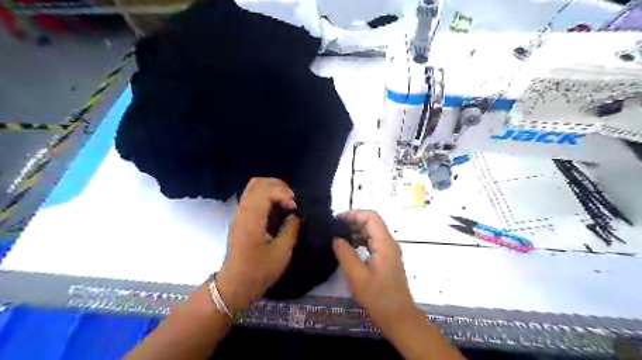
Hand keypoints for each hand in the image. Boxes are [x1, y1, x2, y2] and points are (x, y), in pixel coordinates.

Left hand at [217, 179, 299, 313]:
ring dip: (272, 189)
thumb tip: (296, 215)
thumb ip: (291, 229)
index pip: (265, 190)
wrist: (235, 284)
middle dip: (279, 186)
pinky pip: (252, 196)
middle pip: (258, 183)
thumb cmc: (259, 271)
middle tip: (292, 201)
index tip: (294, 208)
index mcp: (252, 219)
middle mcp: (243, 211)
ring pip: (253, 187)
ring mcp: (239, 213)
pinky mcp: (240, 218)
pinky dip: (266, 195)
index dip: (284, 193)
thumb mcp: (281, 253)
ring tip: (286, 202)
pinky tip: (276, 207)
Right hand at [331, 210, 421, 335]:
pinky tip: (349, 247)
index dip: (354, 214)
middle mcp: (389, 243)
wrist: (398, 317)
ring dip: (356, 230)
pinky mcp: (387, 259)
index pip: (371, 217)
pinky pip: (373, 242)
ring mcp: (389, 251)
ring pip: (372, 232)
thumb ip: (345, 254)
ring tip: (339, 236)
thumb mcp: (357, 276)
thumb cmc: (378, 297)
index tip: (337, 220)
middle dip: (353, 221)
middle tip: (334, 228)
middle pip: (372, 222)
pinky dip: (360, 240)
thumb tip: (336, 238)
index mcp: (384, 243)